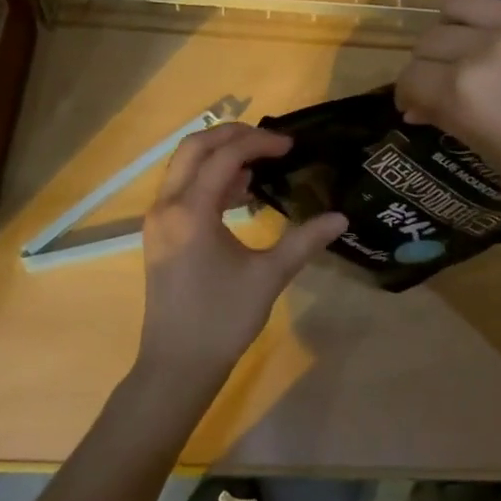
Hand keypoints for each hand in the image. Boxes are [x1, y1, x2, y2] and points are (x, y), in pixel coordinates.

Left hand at [138, 124, 345, 385]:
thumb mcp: (268, 277)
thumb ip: (304, 241)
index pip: (225, 157)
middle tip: (270, 140)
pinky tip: (240, 191)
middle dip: (232, 134)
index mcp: (191, 211)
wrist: (177, 366)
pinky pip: (182, 187)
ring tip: (259, 162)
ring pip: (184, 165)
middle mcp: (167, 206)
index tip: (291, 146)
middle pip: (195, 147)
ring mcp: (158, 219)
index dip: (259, 143)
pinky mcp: (159, 233)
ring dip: (219, 154)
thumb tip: (341, 217)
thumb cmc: (222, 320)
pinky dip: (209, 177)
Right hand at [396, 0, 500, 240]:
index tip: (416, 106)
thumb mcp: (497, 159)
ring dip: (451, 25)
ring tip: (466, 39)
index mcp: (464, 94)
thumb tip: (419, 108)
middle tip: (442, 81)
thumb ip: (453, 121)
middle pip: (430, 41)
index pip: (411, 79)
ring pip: (459, 3)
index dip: (407, 95)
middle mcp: (484, 49)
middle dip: (427, 66)